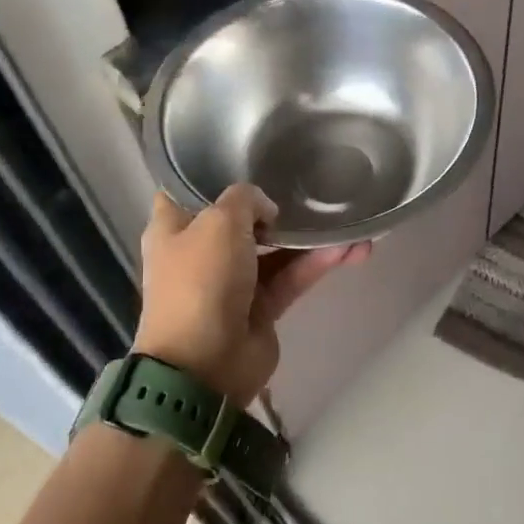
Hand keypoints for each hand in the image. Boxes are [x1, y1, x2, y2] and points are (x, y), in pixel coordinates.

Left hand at [134, 186, 368, 405]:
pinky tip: (350, 248)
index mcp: (173, 230)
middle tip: (307, 185)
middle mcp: (201, 253)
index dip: (211, 175)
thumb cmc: (200, 282)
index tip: (246, 158)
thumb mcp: (219, 222)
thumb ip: (245, 200)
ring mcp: (233, 282)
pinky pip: (291, 278)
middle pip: (240, 221)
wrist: (205, 365)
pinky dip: (316, 264)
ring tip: (346, 221)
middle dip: (273, 206)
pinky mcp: (262, 308)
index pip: (187, 193)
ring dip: (307, 238)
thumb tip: (266, 209)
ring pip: (274, 251)